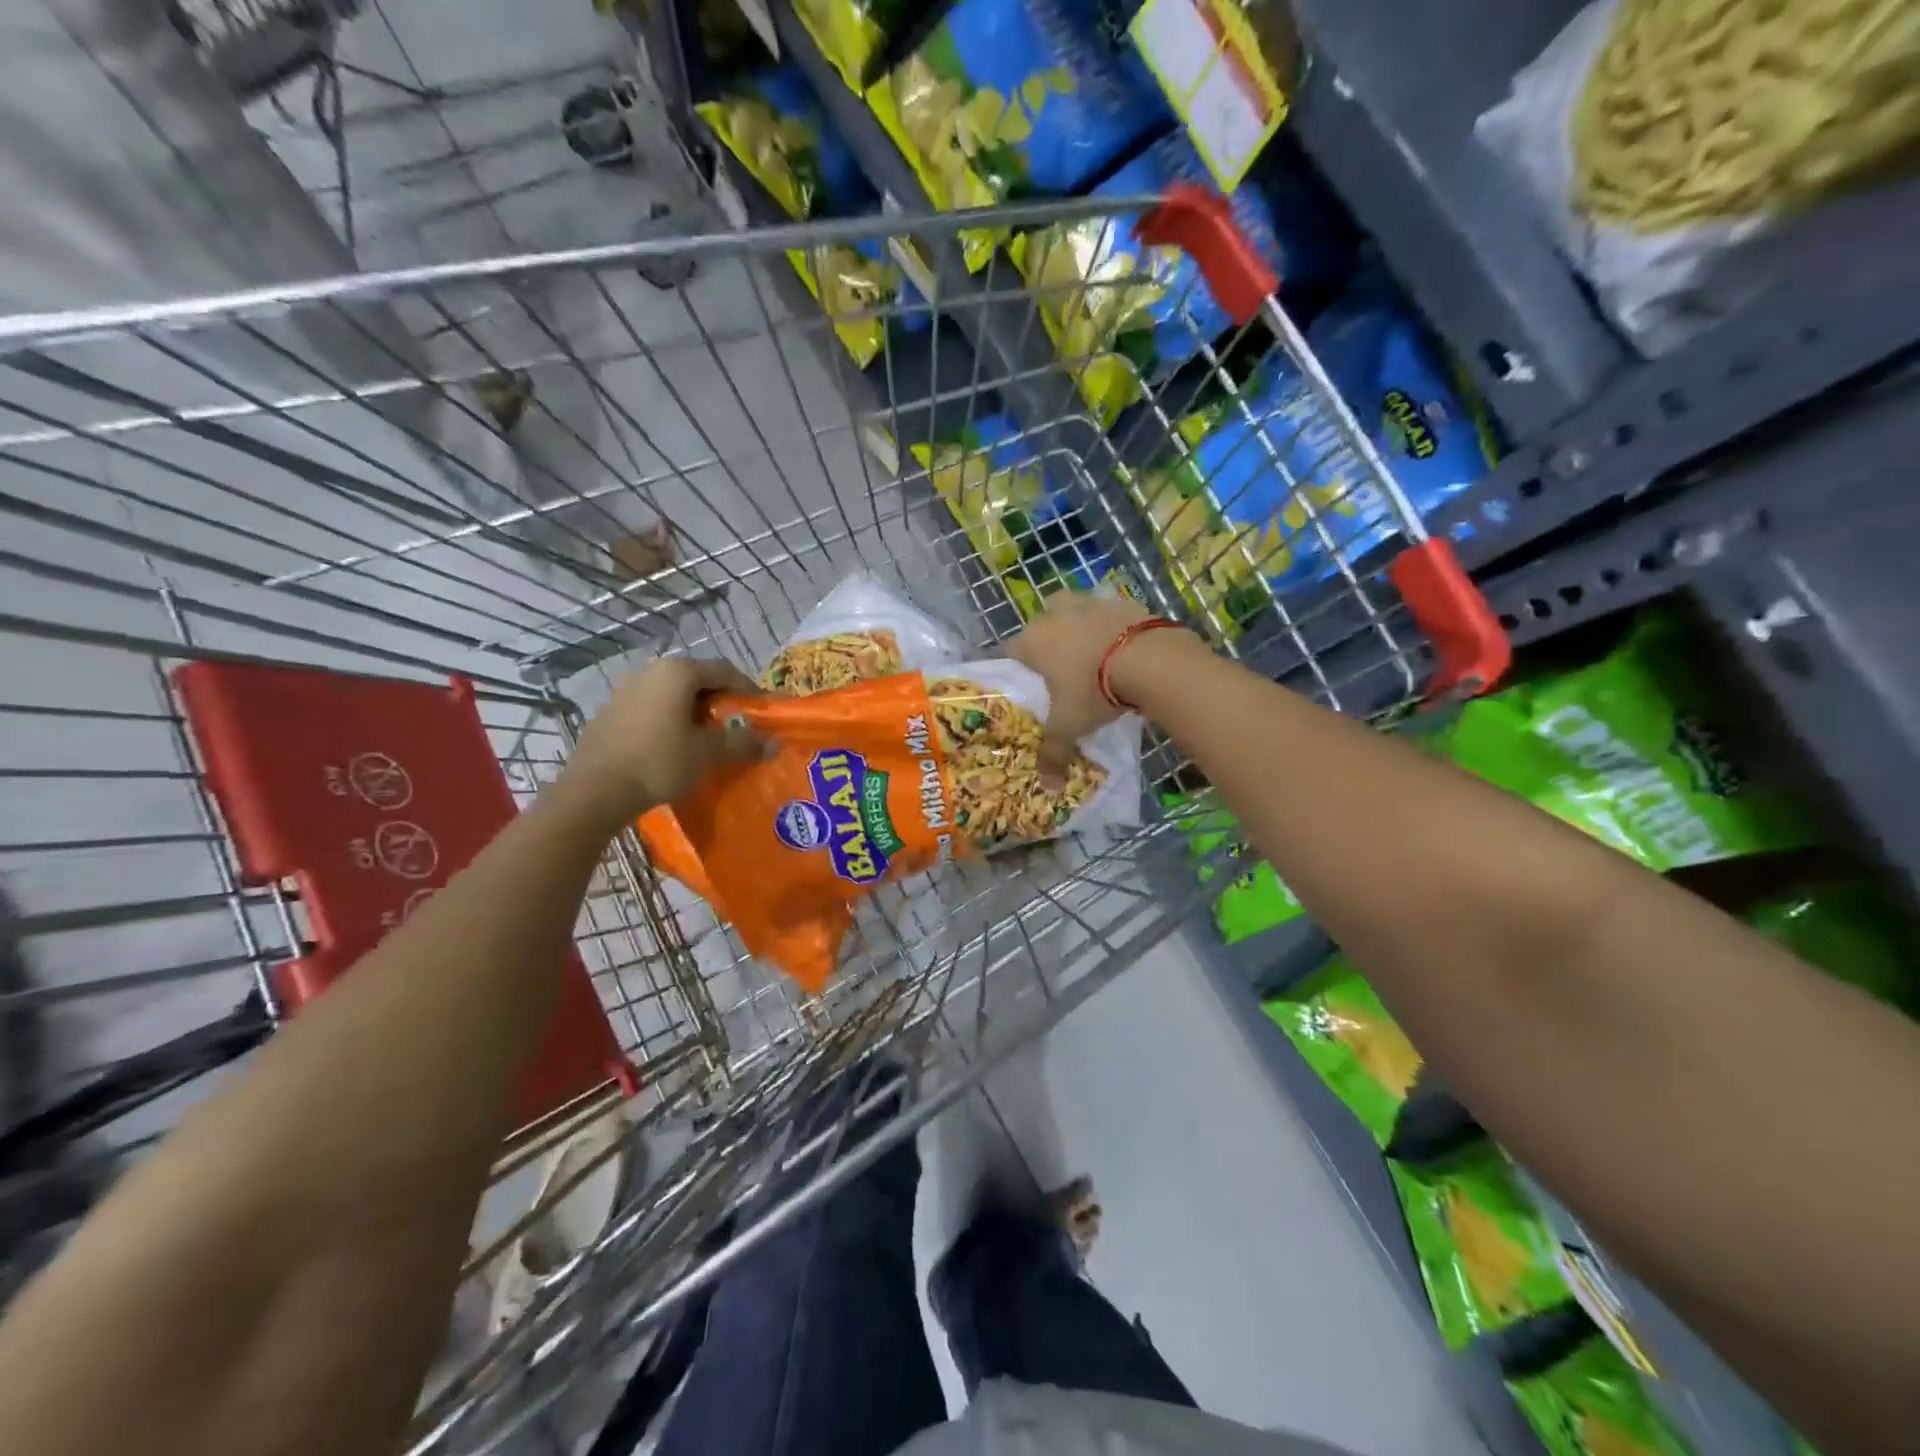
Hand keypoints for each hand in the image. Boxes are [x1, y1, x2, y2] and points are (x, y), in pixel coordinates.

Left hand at [553, 657, 766, 826]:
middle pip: (698, 678)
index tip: (761, 712)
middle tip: (738, 726)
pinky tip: (676, 745)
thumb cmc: (659, 762)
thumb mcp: (708, 753)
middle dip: (722, 700)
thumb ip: (743, 743)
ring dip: (696, 710)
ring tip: (709, 738)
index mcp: (678, 672)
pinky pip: (654, 706)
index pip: (725, 670)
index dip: (748, 689)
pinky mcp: (612, 710)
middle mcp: (652, 670)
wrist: (595, 790)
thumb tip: (775, 743)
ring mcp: (628, 689)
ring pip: (674, 692)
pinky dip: (672, 718)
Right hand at [1006, 594, 1200, 781]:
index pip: (1011, 650)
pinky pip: (1108, 611)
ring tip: (1092, 653)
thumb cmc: (1094, 691)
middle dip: (1048, 640)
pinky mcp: (1121, 601)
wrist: (1149, 660)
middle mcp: (1055, 615)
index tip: (1029, 683)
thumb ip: (1054, 753)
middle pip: (1041, 622)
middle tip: (1061, 668)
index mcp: (1034, 642)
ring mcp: (1089, 603)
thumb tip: (1047, 787)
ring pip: (1074, 609)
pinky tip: (1121, 647)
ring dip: (1079, 625)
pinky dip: (1111, 625)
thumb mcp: (1071, 726)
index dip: (1018, 666)